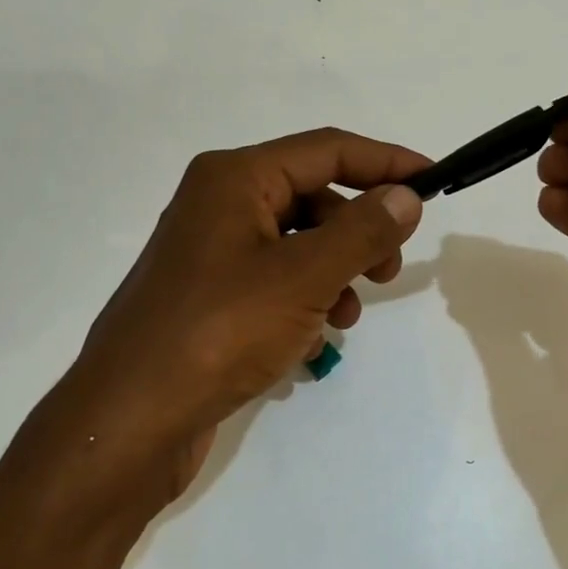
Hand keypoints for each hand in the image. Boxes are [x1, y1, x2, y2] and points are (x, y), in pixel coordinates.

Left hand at [60, 129, 427, 506]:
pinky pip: (274, 281)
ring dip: (334, 271)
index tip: (434, 182)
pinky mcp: (209, 296)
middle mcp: (219, 203)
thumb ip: (362, 231)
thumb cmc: (220, 331)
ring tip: (346, 317)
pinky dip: (304, 300)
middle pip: (312, 196)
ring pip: (296, 243)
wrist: (133, 418)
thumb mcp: (304, 276)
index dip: (386, 162)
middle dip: (359, 229)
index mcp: (235, 178)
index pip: (327, 150)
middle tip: (389, 270)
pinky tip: (311, 340)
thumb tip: (406, 195)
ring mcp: (210, 252)